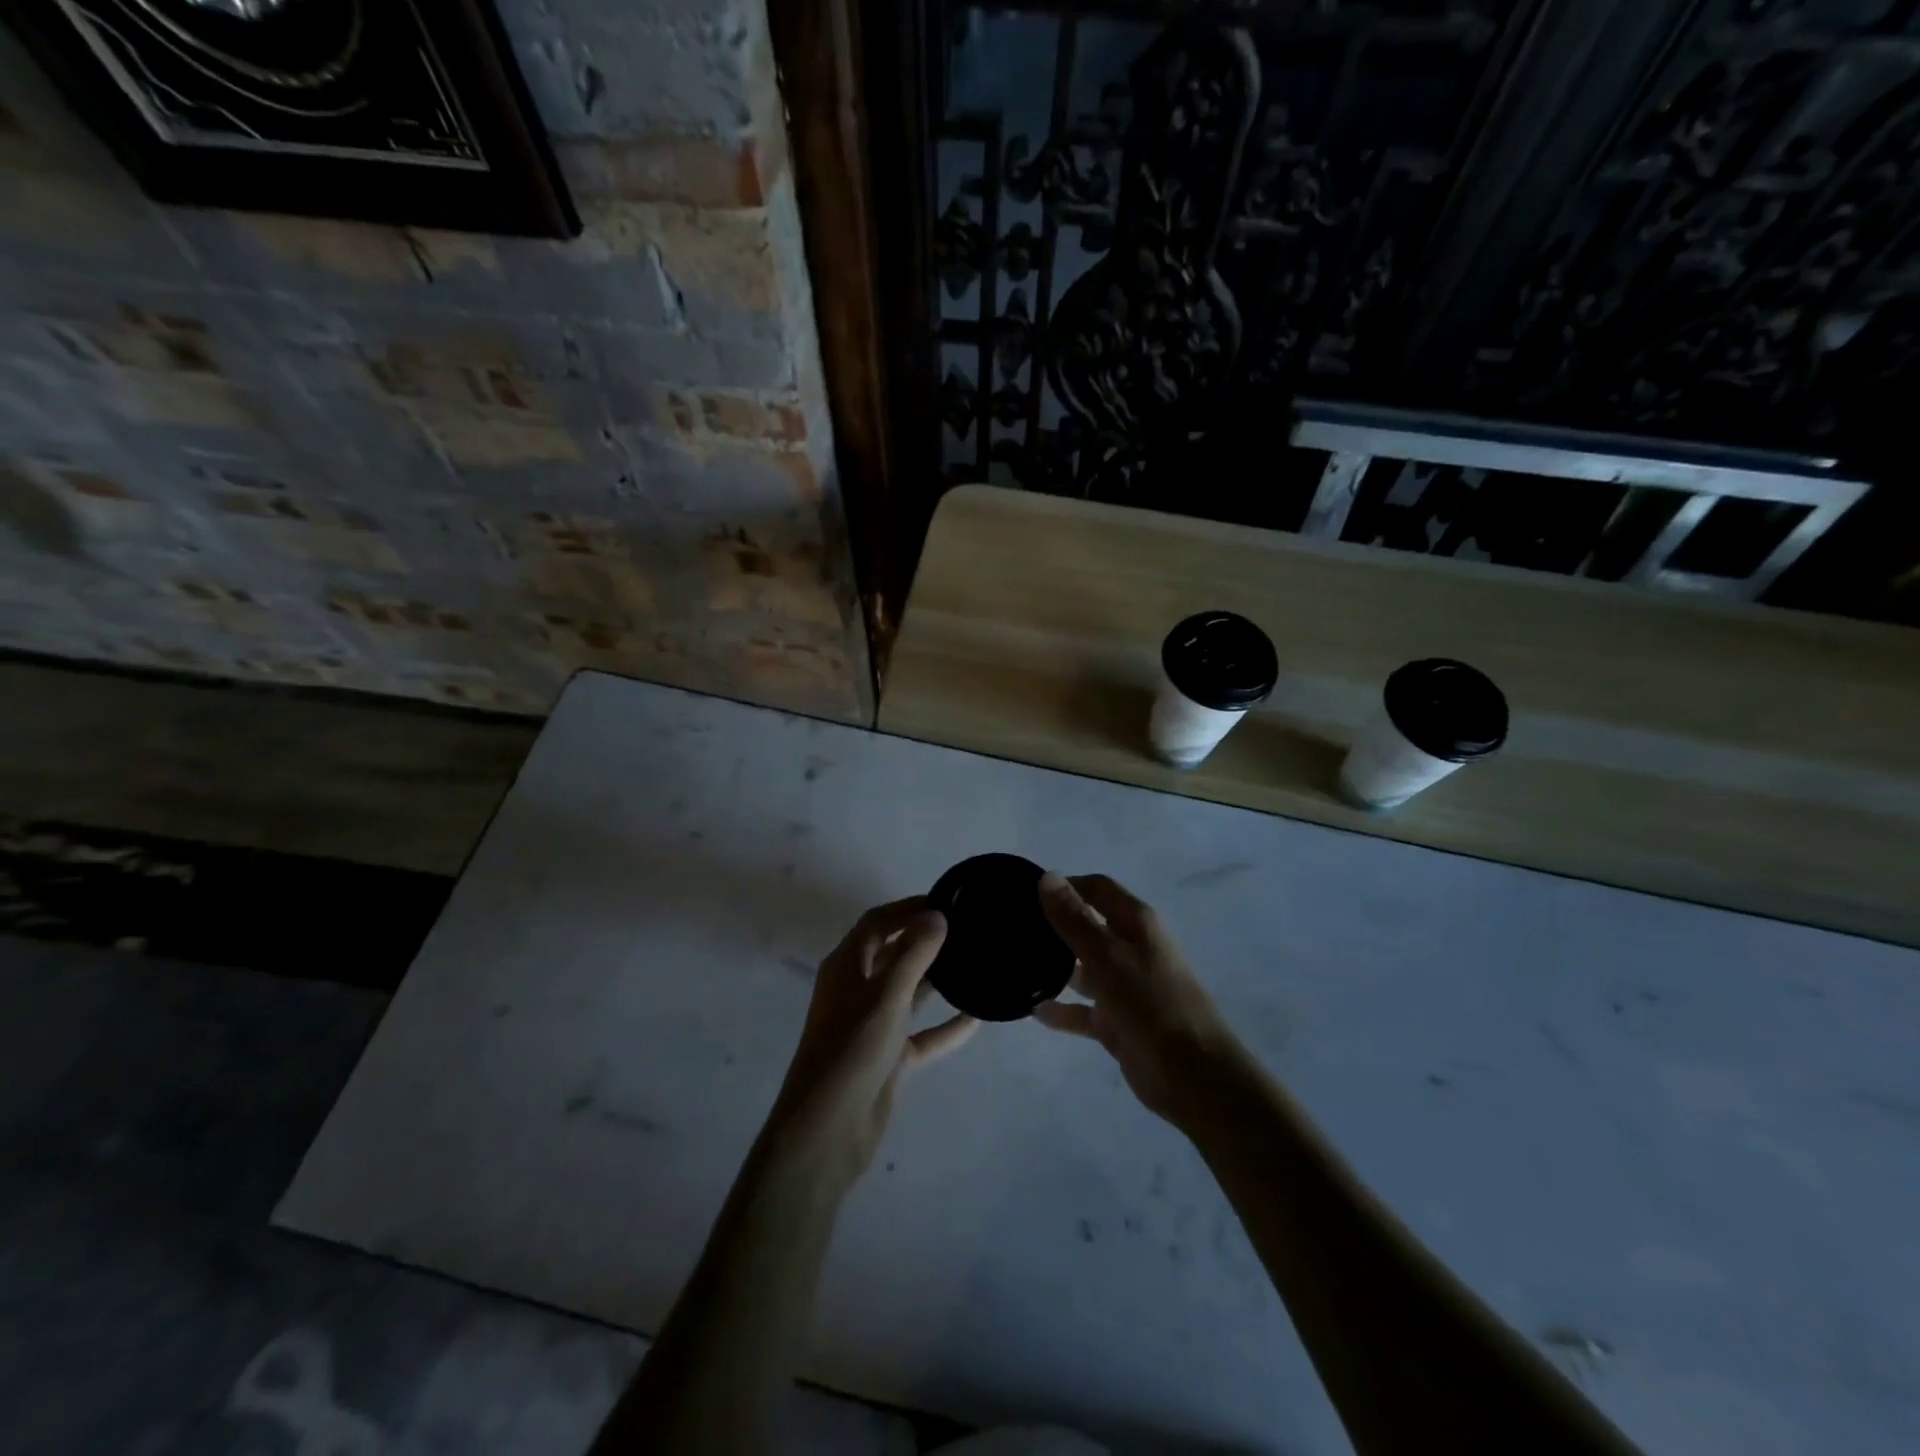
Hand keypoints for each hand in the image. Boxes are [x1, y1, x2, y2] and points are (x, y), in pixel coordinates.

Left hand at [761, 898, 976, 1187]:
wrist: (826, 1131)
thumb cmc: (852, 1050)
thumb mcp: (886, 996)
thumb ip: (914, 954)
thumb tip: (937, 914)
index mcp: (846, 966)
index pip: (878, 923)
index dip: (908, 908)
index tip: (948, 901)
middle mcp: (857, 989)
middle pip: (893, 953)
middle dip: (925, 939)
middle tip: (968, 929)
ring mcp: (873, 1025)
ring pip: (909, 992)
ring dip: (937, 979)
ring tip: (975, 962)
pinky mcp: (889, 1057)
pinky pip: (923, 1034)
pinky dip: (946, 1026)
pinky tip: (977, 1018)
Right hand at [1034, 873, 1249, 1126]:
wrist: (1194, 1076)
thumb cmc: (1152, 1003)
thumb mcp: (1108, 957)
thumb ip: (1075, 919)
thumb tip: (1048, 876)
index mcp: (1136, 924)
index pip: (1097, 889)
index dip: (1065, 885)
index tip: (1025, 892)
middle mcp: (1131, 949)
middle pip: (1088, 926)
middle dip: (1054, 925)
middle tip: (1013, 928)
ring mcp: (1124, 987)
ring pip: (1083, 969)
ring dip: (1055, 967)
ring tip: (1015, 965)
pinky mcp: (1118, 1023)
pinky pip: (1083, 1011)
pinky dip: (1062, 1010)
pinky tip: (1033, 1011)